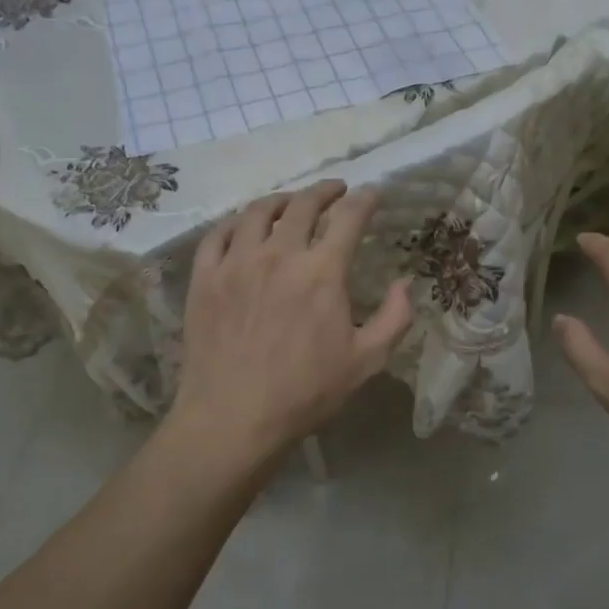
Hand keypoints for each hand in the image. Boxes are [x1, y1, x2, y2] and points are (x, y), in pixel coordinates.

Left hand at [168, 180, 413, 474]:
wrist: (233, 418)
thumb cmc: (305, 392)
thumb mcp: (366, 361)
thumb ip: (394, 318)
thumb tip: (404, 283)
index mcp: (322, 272)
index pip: (349, 217)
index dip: (365, 200)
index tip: (372, 194)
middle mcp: (279, 255)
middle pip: (303, 204)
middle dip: (325, 191)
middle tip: (336, 191)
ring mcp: (236, 263)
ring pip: (257, 212)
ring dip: (281, 200)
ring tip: (291, 203)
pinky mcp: (205, 278)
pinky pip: (218, 234)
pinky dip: (235, 222)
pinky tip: (243, 226)